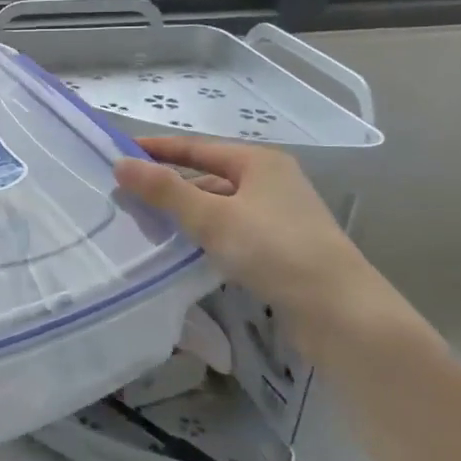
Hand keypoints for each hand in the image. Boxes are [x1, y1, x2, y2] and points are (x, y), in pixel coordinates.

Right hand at [113, 135, 371, 316]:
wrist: (341, 313)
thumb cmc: (274, 251)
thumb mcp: (212, 217)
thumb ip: (164, 190)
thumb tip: (120, 163)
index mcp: (259, 163)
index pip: (196, 147)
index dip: (157, 149)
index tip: (119, 153)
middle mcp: (272, 182)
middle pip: (208, 176)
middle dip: (169, 186)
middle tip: (128, 197)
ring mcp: (280, 216)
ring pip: (220, 206)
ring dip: (187, 213)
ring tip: (150, 226)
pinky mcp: (283, 248)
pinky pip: (232, 231)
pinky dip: (206, 235)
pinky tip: (186, 251)